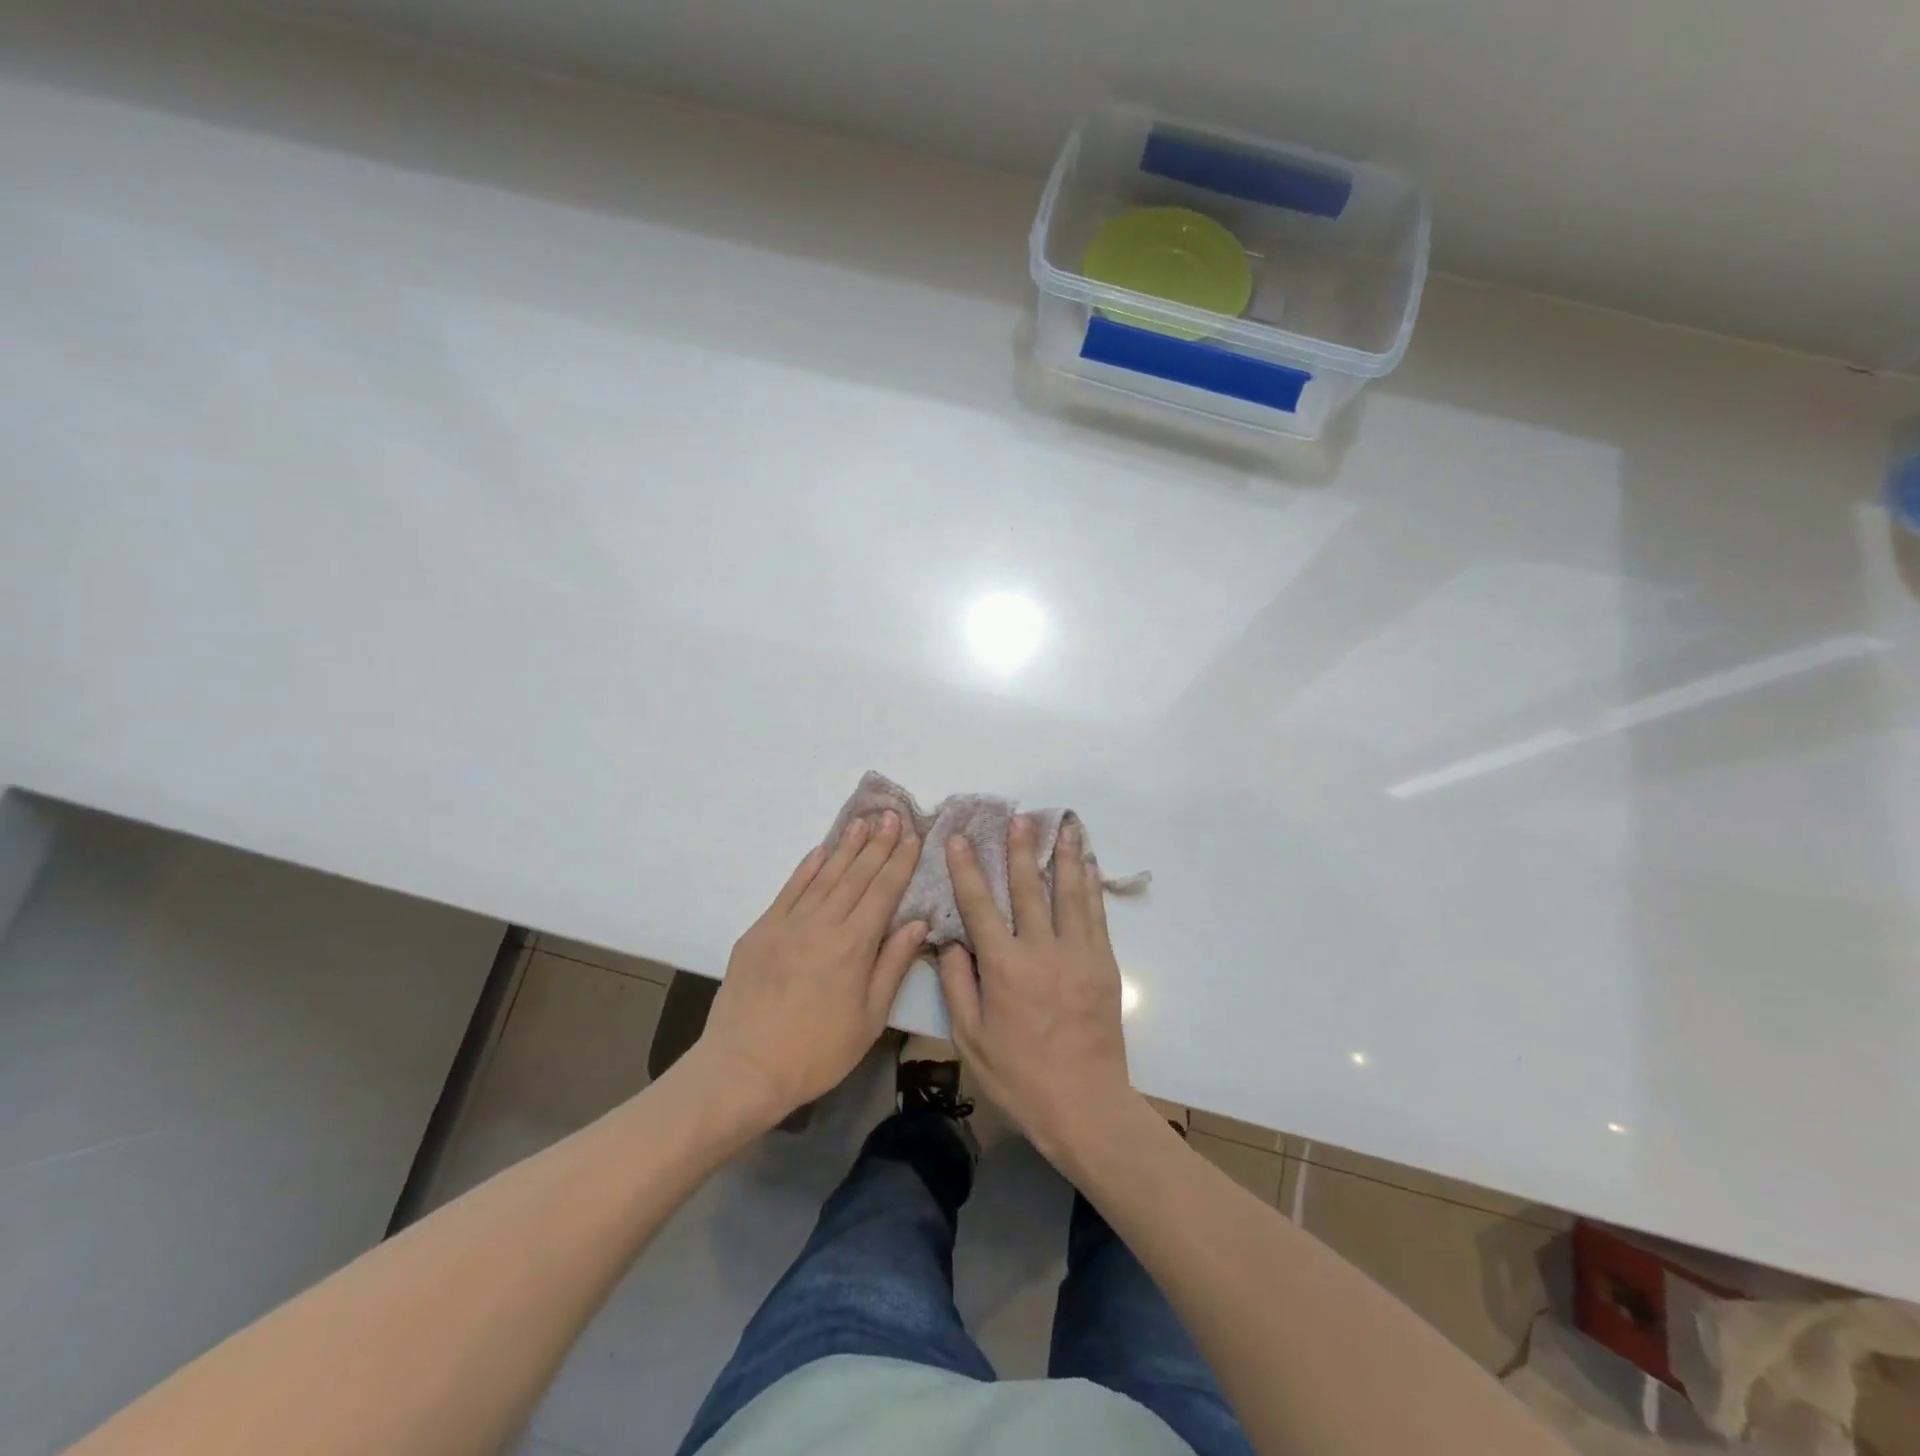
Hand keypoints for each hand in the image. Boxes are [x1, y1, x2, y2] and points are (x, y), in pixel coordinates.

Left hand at [694, 813, 927, 1126]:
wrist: (743, 1068)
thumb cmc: (816, 1052)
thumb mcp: (869, 1019)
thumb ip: (893, 965)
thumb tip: (917, 923)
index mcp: (854, 945)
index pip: (884, 892)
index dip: (900, 862)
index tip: (913, 836)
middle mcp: (823, 924)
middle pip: (856, 876)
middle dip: (877, 844)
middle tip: (891, 815)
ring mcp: (788, 923)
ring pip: (824, 875)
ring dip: (846, 847)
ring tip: (862, 821)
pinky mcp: (761, 930)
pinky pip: (789, 889)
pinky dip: (807, 868)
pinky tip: (821, 851)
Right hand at [937, 816, 1132, 1166]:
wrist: (1085, 1105)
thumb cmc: (1019, 1076)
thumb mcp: (971, 1038)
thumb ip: (958, 984)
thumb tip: (951, 941)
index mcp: (1004, 967)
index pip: (979, 905)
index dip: (967, 869)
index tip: (960, 839)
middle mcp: (1041, 949)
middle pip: (1027, 888)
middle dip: (1020, 849)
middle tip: (1018, 818)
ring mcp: (1078, 953)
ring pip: (1068, 892)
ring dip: (1063, 855)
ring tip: (1062, 824)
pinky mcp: (1104, 964)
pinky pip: (1095, 914)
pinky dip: (1090, 884)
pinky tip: (1088, 864)